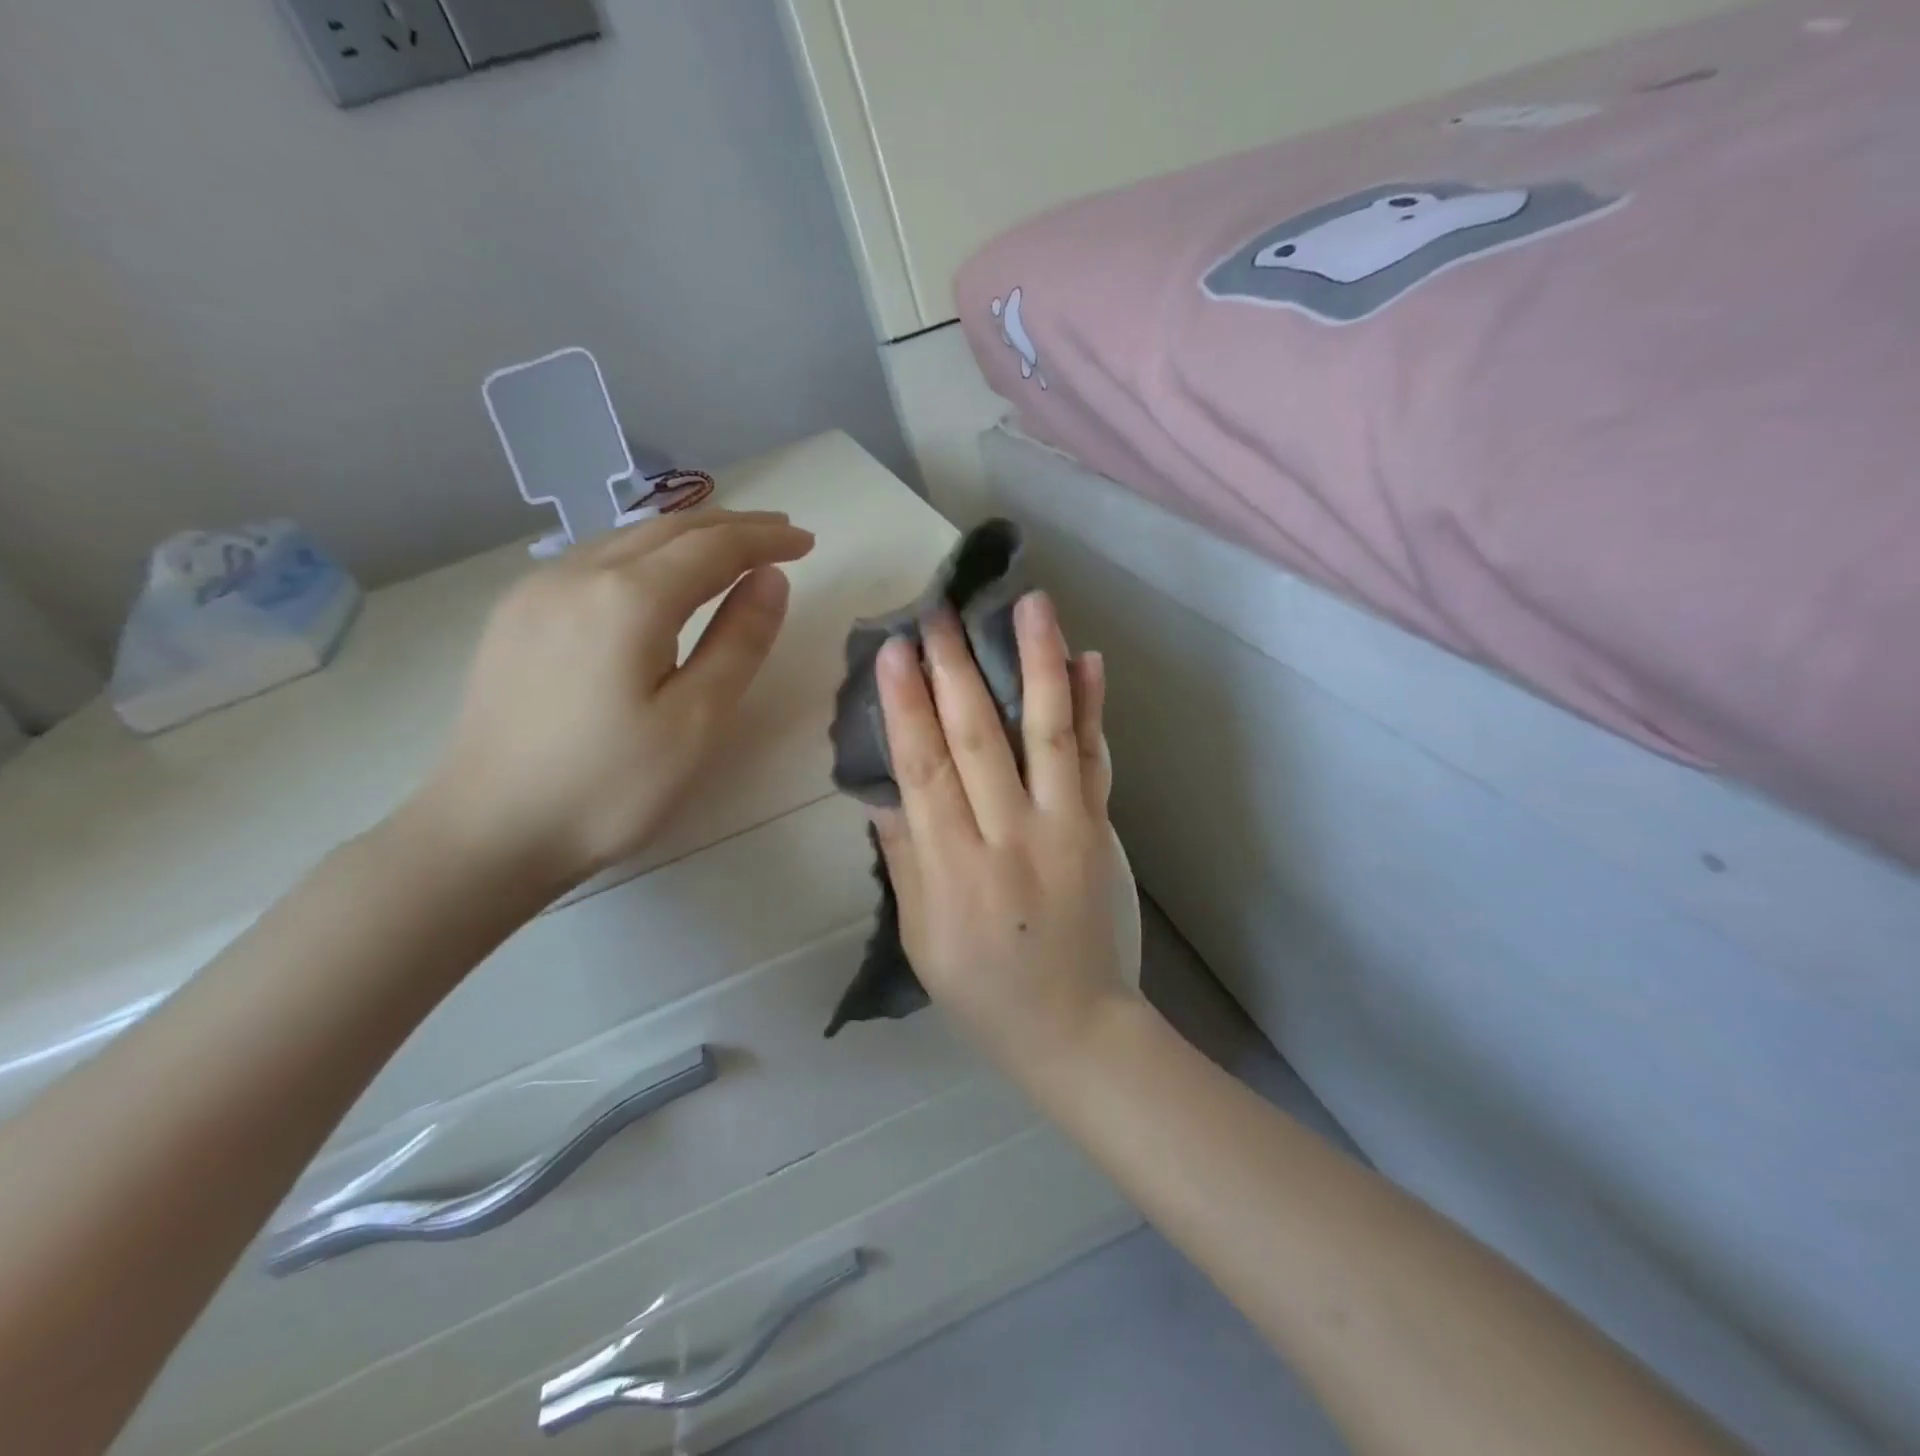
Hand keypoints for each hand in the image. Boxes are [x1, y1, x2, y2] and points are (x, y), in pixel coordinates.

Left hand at [414, 510, 814, 890]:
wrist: (488, 832)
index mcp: (628, 599)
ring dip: (688, 537)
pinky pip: (595, 559)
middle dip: (732, 527)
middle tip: (781, 537)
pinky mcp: (516, 614)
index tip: (807, 542)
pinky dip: (645, 554)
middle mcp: (576, 574)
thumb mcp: (696, 722)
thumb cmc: (609, 788)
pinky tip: (659, 577)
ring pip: (628, 538)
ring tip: (732, 551)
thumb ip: (740, 641)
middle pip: (669, 529)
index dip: (765, 540)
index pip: (714, 546)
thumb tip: (771, 579)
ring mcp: (536, 590)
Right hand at [872, 591, 1138, 1078]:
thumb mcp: (921, 937)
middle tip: (941, 609)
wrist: (1075, 1028)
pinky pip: (1095, 760)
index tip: (895, 648)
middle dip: (957, 667)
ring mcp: (1065, 827)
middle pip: (980, 738)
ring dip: (1038, 664)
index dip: (907, 705)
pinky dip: (1093, 709)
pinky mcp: (1100, 828)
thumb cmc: (982, 989)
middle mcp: (1011, 836)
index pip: (925, 769)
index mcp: (955, 868)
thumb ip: (903, 858)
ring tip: (1031, 604)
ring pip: (1047, 733)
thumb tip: (882, 790)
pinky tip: (1090, 661)